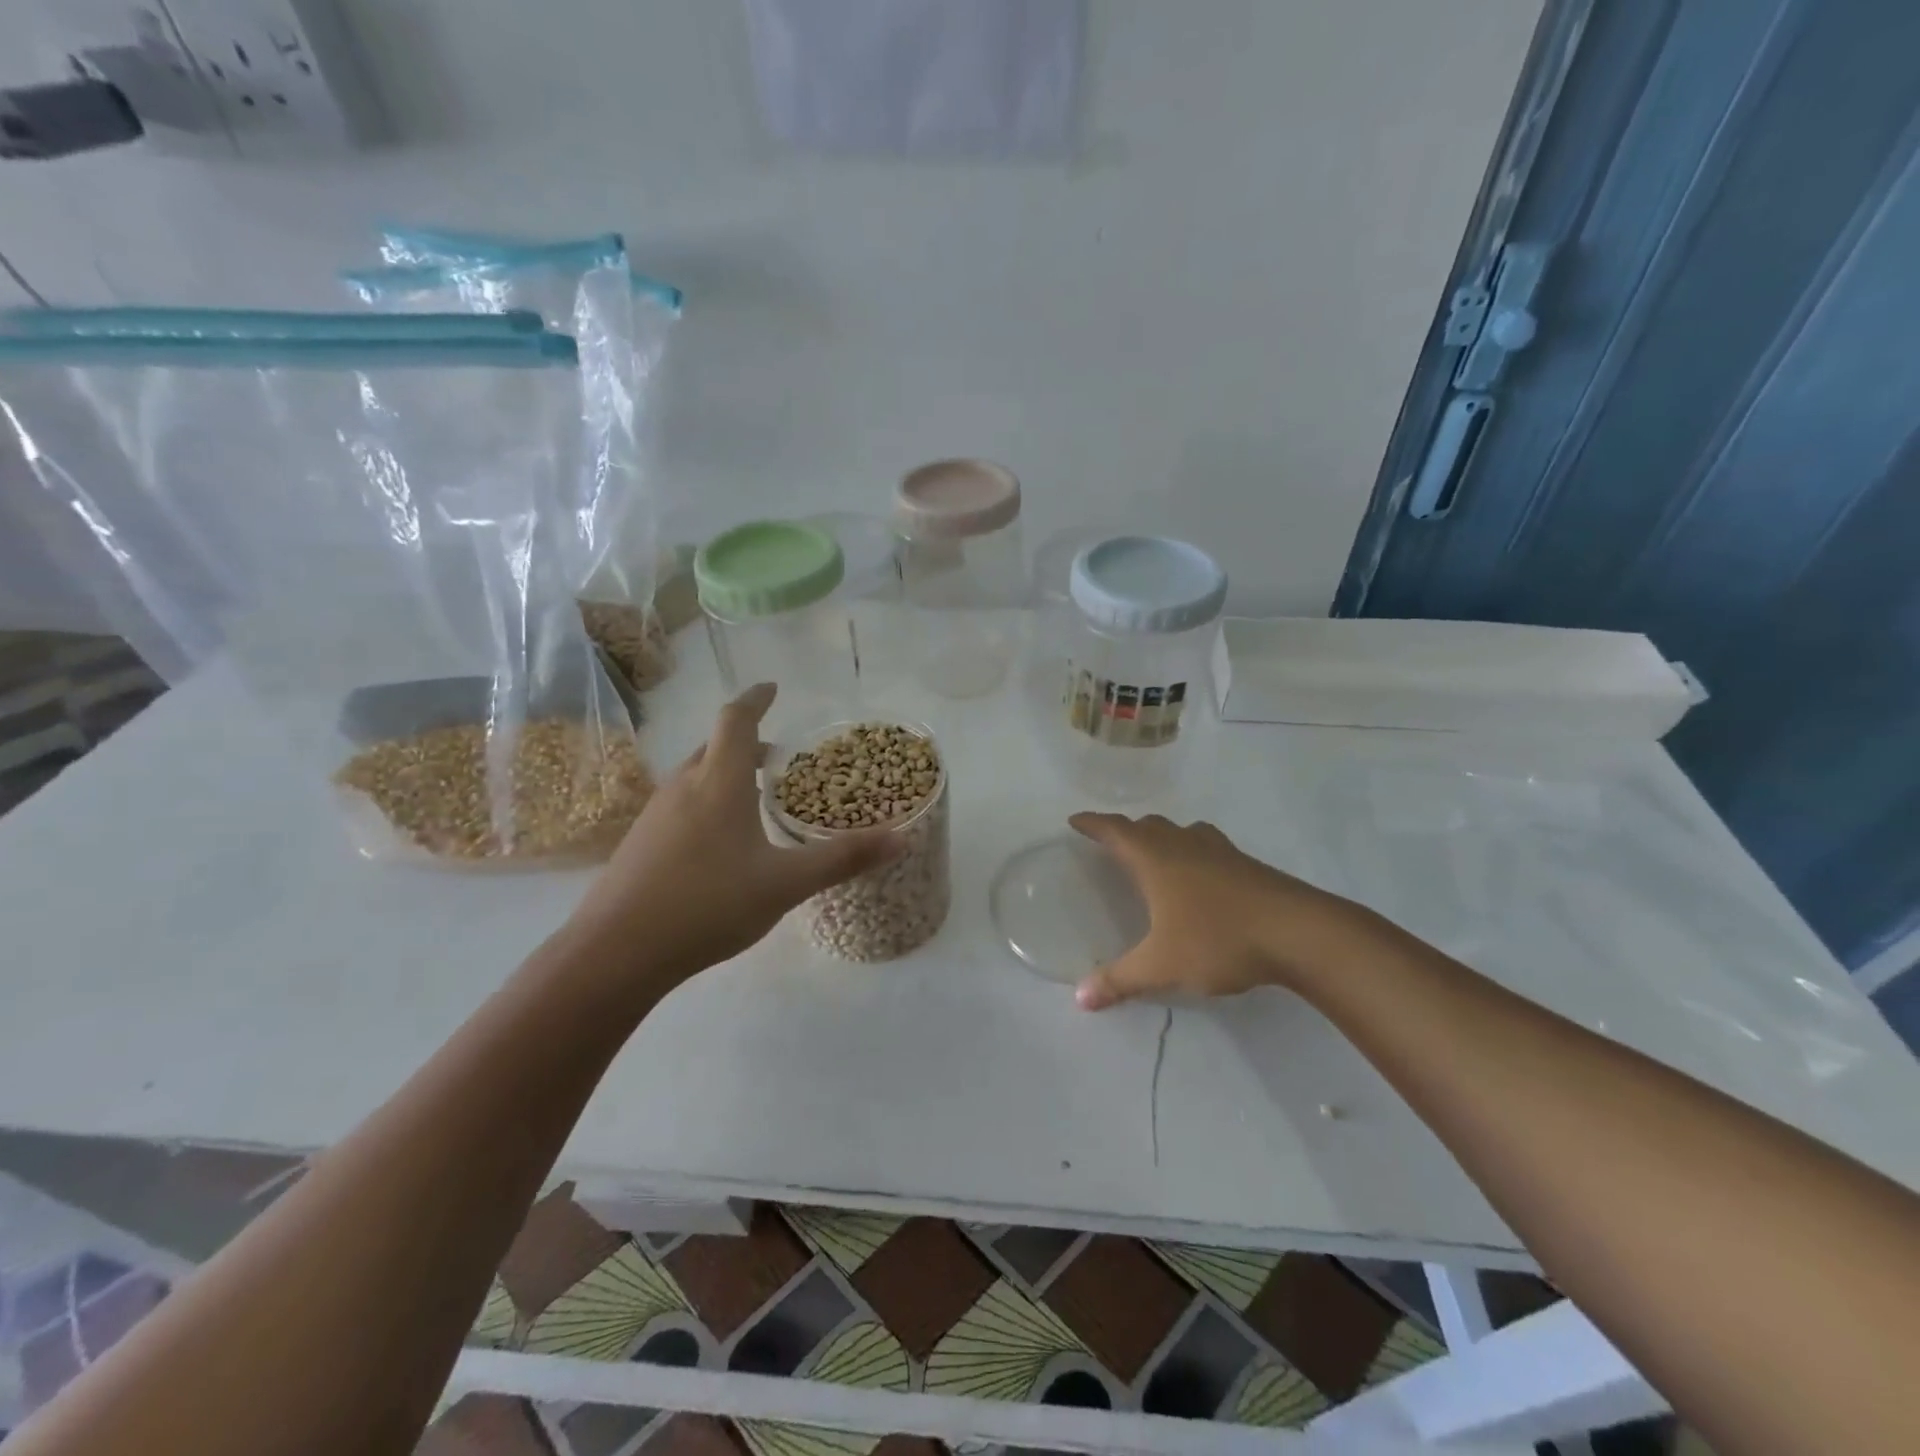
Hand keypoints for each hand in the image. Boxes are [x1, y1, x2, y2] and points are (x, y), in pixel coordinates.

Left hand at [564, 684, 904, 991]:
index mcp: (719, 782)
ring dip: (726, 774)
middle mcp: (683, 786)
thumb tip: (902, 837)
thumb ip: (842, 859)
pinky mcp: (640, 842)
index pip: (736, 720)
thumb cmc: (707, 905)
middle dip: (747, 743)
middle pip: (714, 746)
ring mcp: (655, 814)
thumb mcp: (785, 883)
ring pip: (696, 776)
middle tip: (779, 759)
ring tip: (756, 798)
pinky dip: (707, 802)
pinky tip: (721, 842)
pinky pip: (681, 804)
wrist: (616, 952)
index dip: (756, 699)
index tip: (772, 688)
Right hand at [1068, 812, 1367, 1009]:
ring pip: (1180, 831)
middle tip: (1111, 843)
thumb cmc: (1219, 939)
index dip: (1093, 823)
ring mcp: (1219, 851)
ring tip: (1154, 853)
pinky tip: (1200, 874)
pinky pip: (1206, 845)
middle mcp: (1184, 845)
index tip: (1075, 820)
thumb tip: (1080, 998)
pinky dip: (1191, 849)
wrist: (1299, 932)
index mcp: (1156, 859)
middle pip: (1147, 825)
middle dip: (1125, 830)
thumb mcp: (1162, 966)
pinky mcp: (1246, 864)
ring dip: (1161, 836)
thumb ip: (1120, 980)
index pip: (1115, 830)